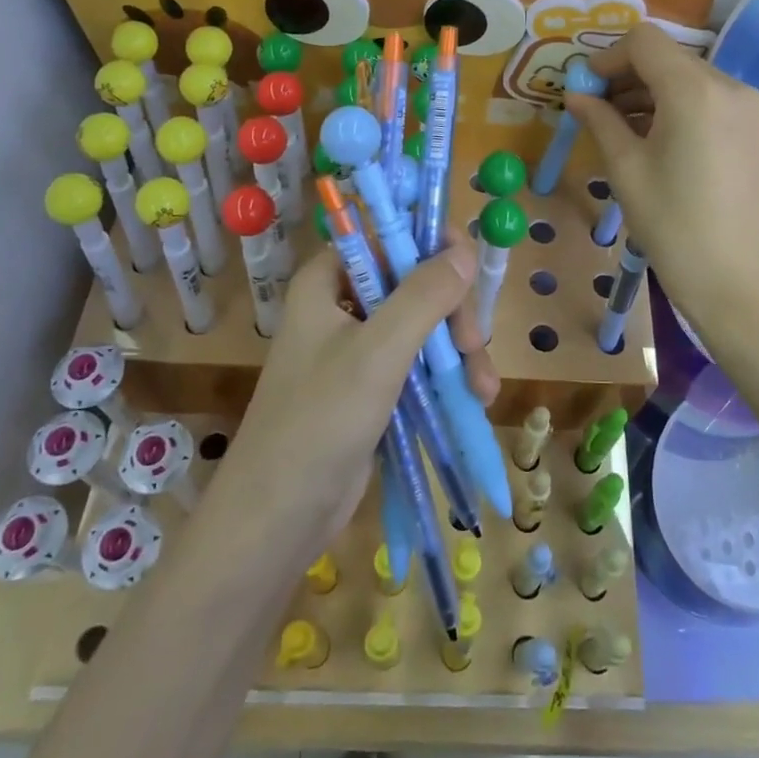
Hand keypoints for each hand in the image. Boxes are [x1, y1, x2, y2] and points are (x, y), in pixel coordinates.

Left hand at [213, 231, 499, 552]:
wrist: (276, 520)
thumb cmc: (319, 422)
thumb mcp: (378, 351)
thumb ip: (424, 295)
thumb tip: (466, 249)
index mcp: (327, 282)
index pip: (384, 237)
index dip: (429, 244)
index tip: (469, 268)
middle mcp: (341, 307)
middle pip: (413, 283)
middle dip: (452, 314)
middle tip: (473, 347)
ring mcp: (357, 350)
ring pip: (423, 326)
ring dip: (458, 353)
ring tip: (482, 390)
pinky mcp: (371, 389)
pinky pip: (418, 364)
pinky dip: (446, 377)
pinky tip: (472, 401)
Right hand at [566, 22, 758, 347]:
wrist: (742, 286)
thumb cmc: (675, 228)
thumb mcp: (626, 170)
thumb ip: (600, 121)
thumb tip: (577, 95)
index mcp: (695, 90)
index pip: (644, 41)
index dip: (606, 58)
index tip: (584, 90)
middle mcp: (730, 85)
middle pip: (668, 58)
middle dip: (626, 76)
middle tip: (594, 111)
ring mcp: (750, 108)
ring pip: (689, 79)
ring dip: (650, 93)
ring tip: (619, 130)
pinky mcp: (757, 131)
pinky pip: (709, 102)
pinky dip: (677, 109)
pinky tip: (655, 142)